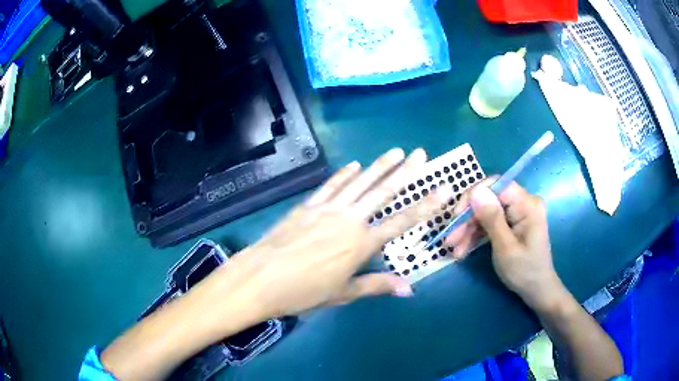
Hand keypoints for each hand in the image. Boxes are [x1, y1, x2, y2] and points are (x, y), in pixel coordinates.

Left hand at [219, 148, 454, 318]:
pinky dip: (344, 174)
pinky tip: (355, 164)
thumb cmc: (303, 291)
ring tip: (396, 151)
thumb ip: (377, 286)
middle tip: (421, 154)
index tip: (443, 188)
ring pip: (359, 183)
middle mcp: (349, 220)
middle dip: (405, 172)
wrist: (261, 278)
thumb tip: (409, 288)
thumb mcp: (343, 293)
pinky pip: (330, 186)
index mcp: (361, 244)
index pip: (402, 222)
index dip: (426, 205)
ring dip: (379, 166)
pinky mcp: (308, 205)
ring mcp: (327, 209)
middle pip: (383, 192)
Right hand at [445, 180, 563, 310]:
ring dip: (469, 230)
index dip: (474, 196)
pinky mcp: (512, 223)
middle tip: (451, 239)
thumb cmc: (524, 271)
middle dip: (468, 219)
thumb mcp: (505, 247)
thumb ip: (492, 218)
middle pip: (489, 200)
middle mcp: (523, 203)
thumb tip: (476, 191)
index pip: (496, 185)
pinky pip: (491, 223)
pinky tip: (463, 249)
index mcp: (527, 204)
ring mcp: (518, 213)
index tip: (456, 216)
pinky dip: (477, 235)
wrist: (536, 290)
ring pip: (487, 213)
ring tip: (454, 250)